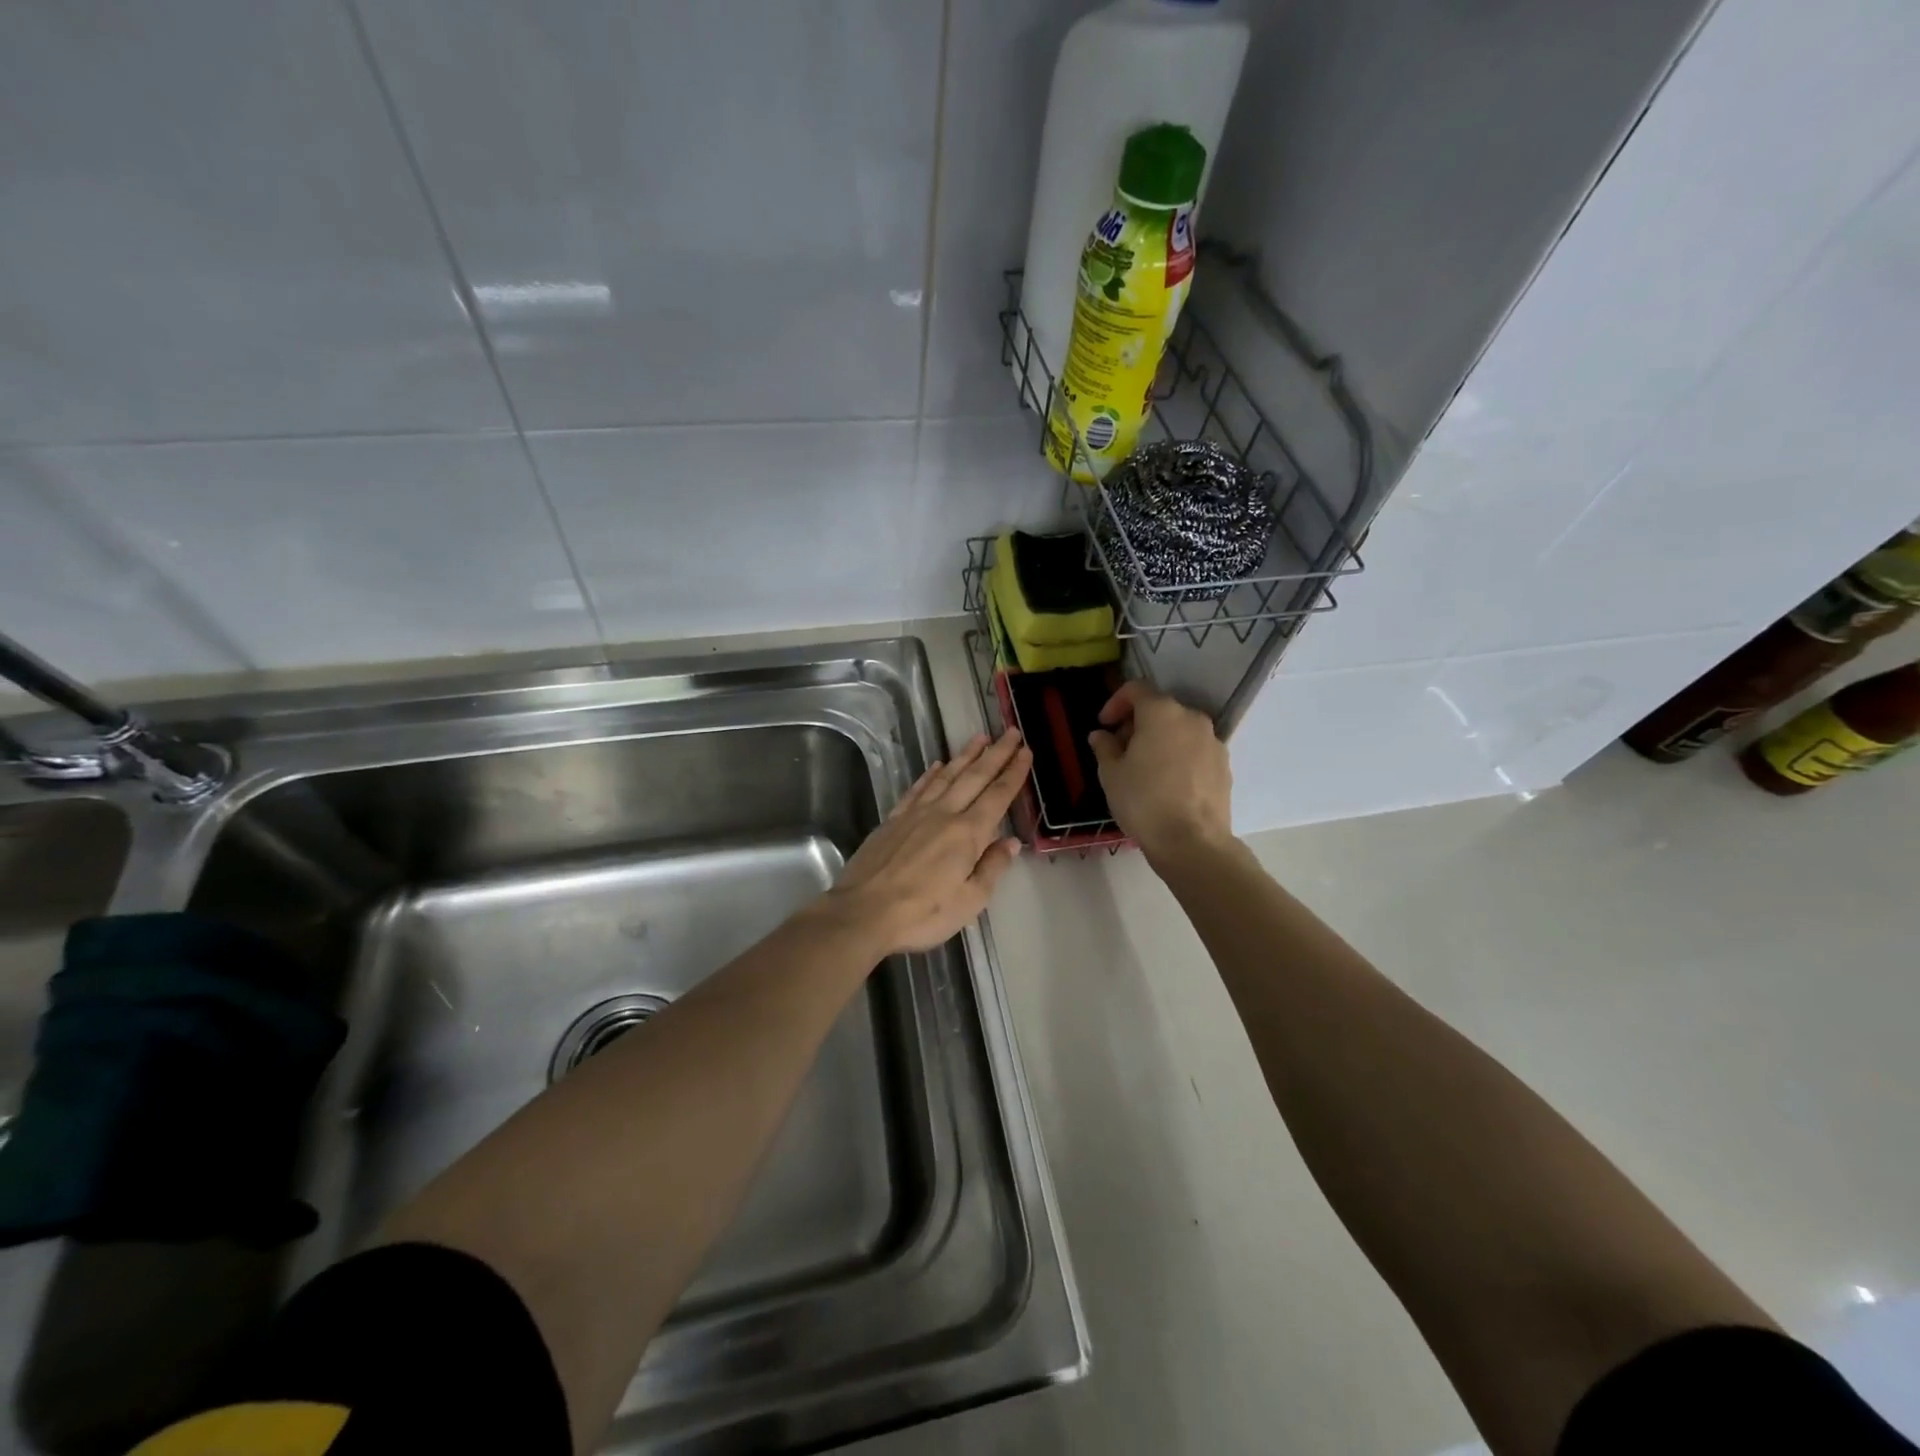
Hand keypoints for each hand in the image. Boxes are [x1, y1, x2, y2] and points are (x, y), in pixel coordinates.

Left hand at [828, 730, 1030, 955]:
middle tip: (1012, 731)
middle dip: (996, 754)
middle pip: (975, 777)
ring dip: (965, 755)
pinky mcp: (893, 820)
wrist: (863, 912)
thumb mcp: (970, 902)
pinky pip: (917, 789)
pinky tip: (937, 765)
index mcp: (968, 833)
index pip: (997, 796)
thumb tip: (1011, 842)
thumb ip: (992, 868)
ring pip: (946, 776)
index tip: (1026, 751)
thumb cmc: (922, 913)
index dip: (1014, 773)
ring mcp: (915, 814)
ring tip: (980, 737)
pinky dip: (930, 774)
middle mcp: (944, 814)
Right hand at [1087, 681, 1232, 863]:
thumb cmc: (1144, 801)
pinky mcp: (1224, 765)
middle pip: (1160, 710)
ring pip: (1179, 731)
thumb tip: (1102, 735)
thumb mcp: (1111, 774)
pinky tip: (1167, 784)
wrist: (1192, 842)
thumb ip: (1105, 747)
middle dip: (1137, 724)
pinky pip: (1195, 751)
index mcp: (1162, 713)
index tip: (1104, 725)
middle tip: (1120, 750)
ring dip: (1160, 740)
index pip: (1136, 690)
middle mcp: (1192, 718)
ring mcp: (1213, 742)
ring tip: (1144, 769)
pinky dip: (1179, 757)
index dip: (1115, 703)